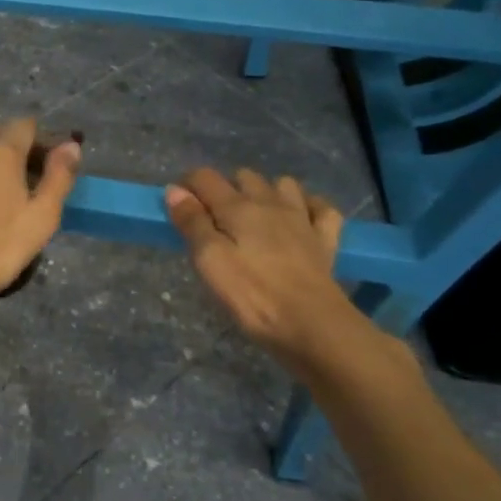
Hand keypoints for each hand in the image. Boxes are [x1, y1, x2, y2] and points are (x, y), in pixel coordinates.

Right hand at [164, 167, 370, 375]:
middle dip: (226, 188)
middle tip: (214, 219)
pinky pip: (322, 209)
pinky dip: (309, 207)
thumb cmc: (252, 295)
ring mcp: (302, 219)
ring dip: (267, 192)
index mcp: (237, 208)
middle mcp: (270, 203)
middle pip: (244, 176)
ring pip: (284, 185)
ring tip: (256, 216)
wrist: (312, 324)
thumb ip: (192, 222)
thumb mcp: (209, 260)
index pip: (205, 178)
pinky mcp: (325, 239)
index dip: (187, 184)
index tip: (178, 205)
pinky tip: (301, 220)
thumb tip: (175, 190)